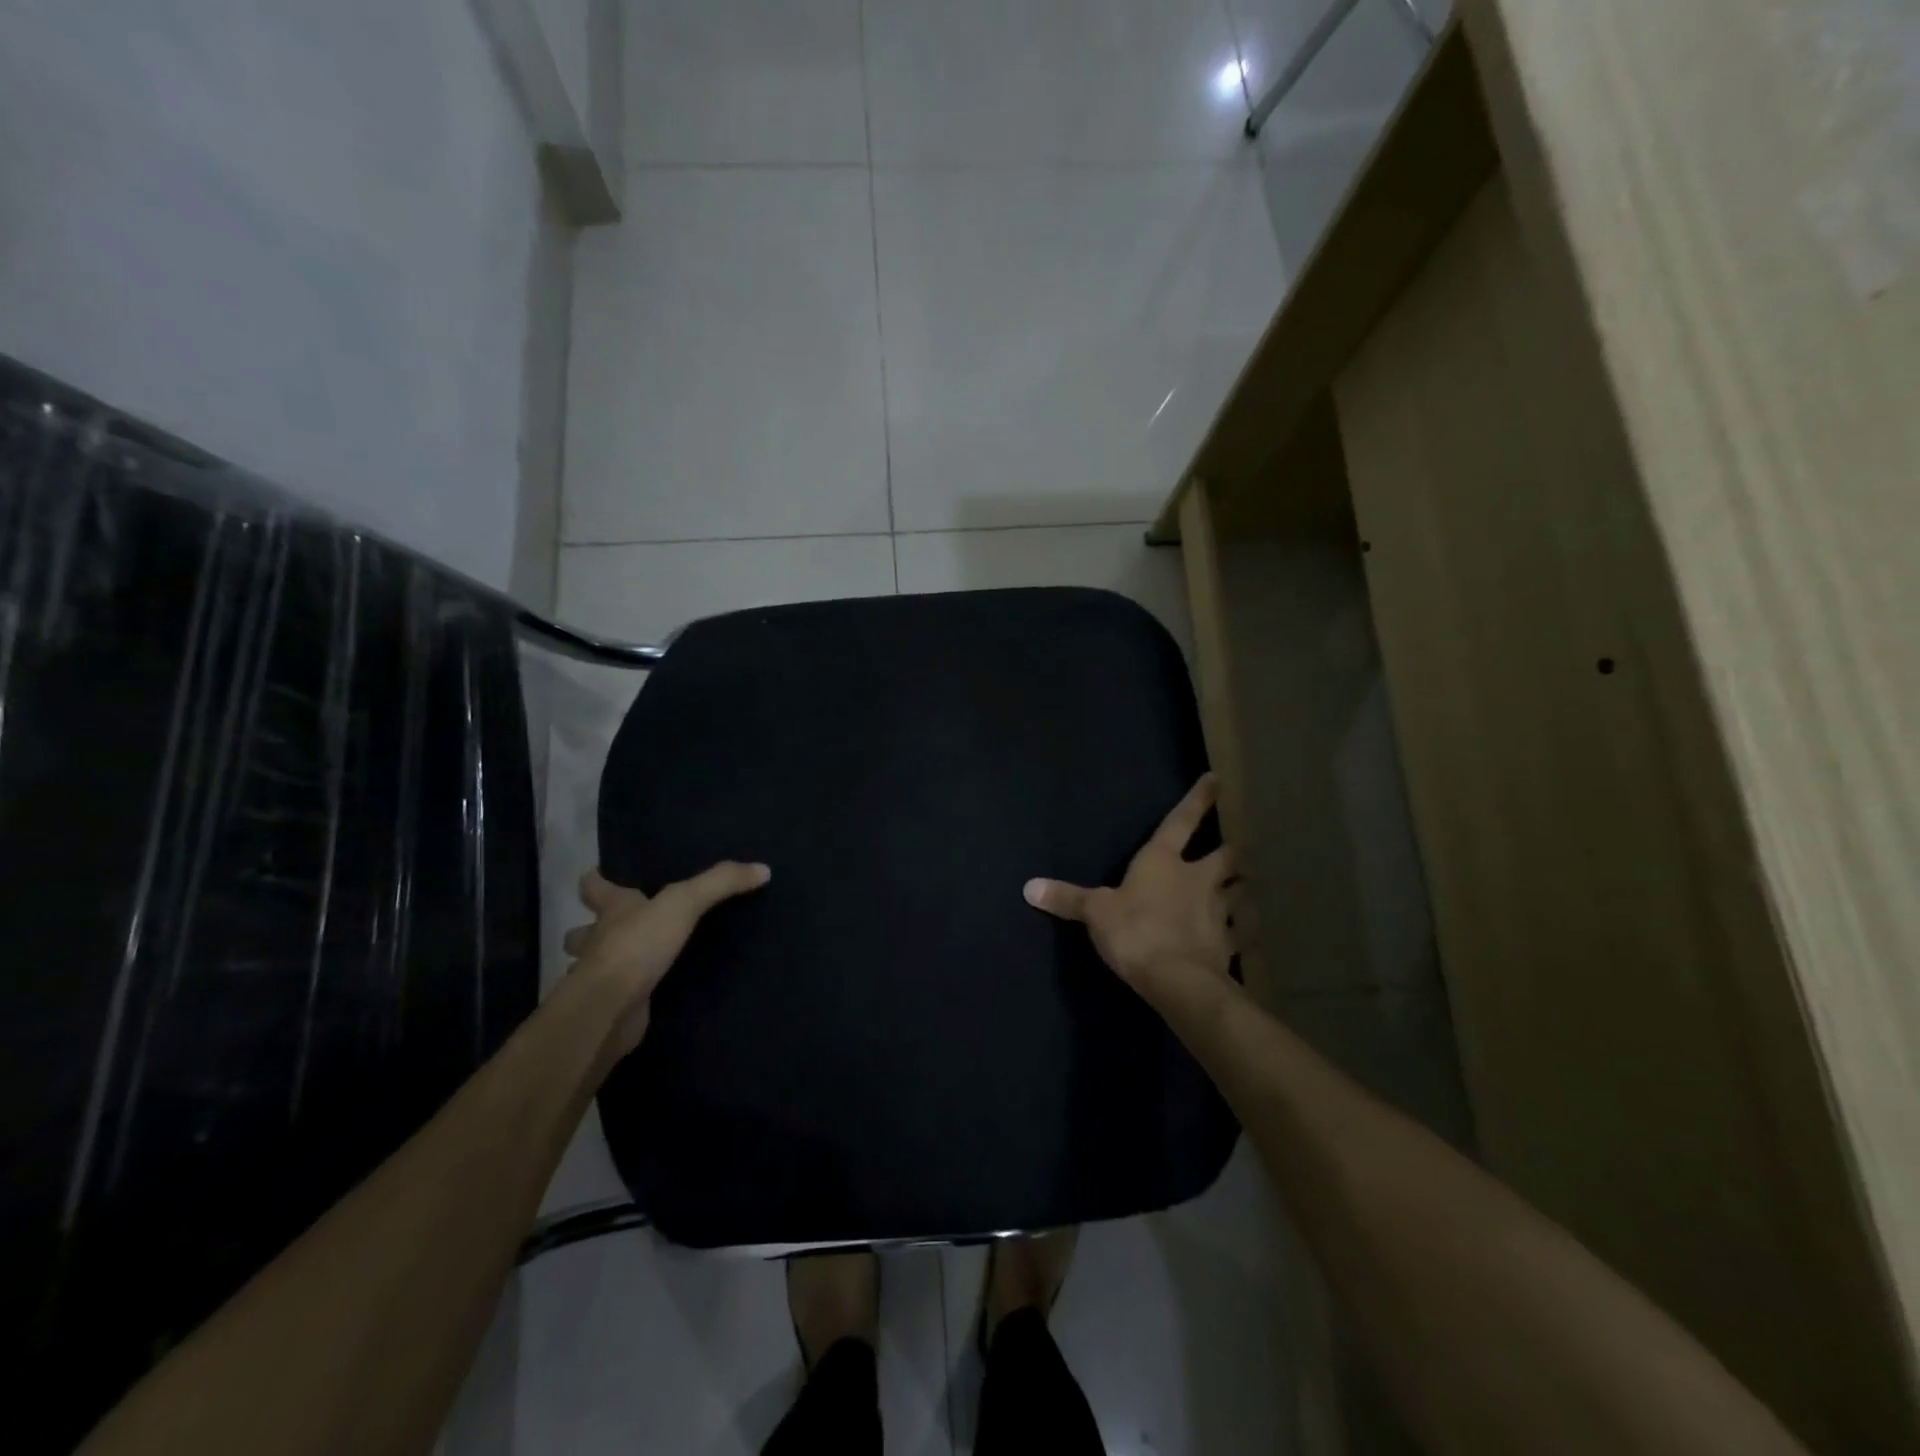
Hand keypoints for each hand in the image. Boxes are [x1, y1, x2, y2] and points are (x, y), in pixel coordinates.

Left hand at [562, 862, 770, 1057]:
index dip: (596, 879)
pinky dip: (626, 997)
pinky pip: (617, 998)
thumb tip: (763, 868)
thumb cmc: (637, 946)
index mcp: (611, 911)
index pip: (592, 886)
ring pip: (593, 967)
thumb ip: (721, 883)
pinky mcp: (610, 1008)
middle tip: (622, 926)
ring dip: (605, 965)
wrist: (609, 1010)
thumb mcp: (685, 902)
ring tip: (637, 964)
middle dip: (593, 929)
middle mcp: (597, 941)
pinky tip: (646, 997)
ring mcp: (600, 978)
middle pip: (583, 931)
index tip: (599, 874)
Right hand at [1024, 774, 1235, 1008]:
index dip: (1198, 799)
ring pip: (1239, 891)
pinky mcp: (1228, 943)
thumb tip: (1029, 887)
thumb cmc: (1135, 931)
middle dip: (1229, 852)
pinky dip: (1241, 932)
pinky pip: (1240, 932)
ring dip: (1239, 889)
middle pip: (1226, 856)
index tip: (1215, 780)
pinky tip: (1240, 937)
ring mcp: (1218, 910)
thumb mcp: (1095, 913)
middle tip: (1231, 852)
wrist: (1177, 979)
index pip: (1182, 821)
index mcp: (1164, 861)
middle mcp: (1198, 878)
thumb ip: (1067, 899)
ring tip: (1239, 892)